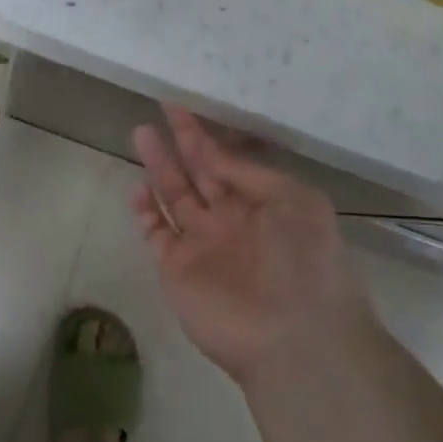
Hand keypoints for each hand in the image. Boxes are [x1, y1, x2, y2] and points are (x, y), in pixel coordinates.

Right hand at [132, 107, 374, 391]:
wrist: (294, 335)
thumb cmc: (305, 260)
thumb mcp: (294, 200)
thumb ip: (250, 174)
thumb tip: (217, 154)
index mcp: (262, 203)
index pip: (226, 160)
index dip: (205, 134)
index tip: (183, 106)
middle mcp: (230, 220)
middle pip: (198, 173)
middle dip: (181, 143)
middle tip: (160, 108)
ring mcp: (202, 245)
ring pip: (174, 198)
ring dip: (159, 168)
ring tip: (141, 134)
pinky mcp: (177, 270)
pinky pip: (156, 234)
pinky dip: (145, 212)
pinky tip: (137, 187)